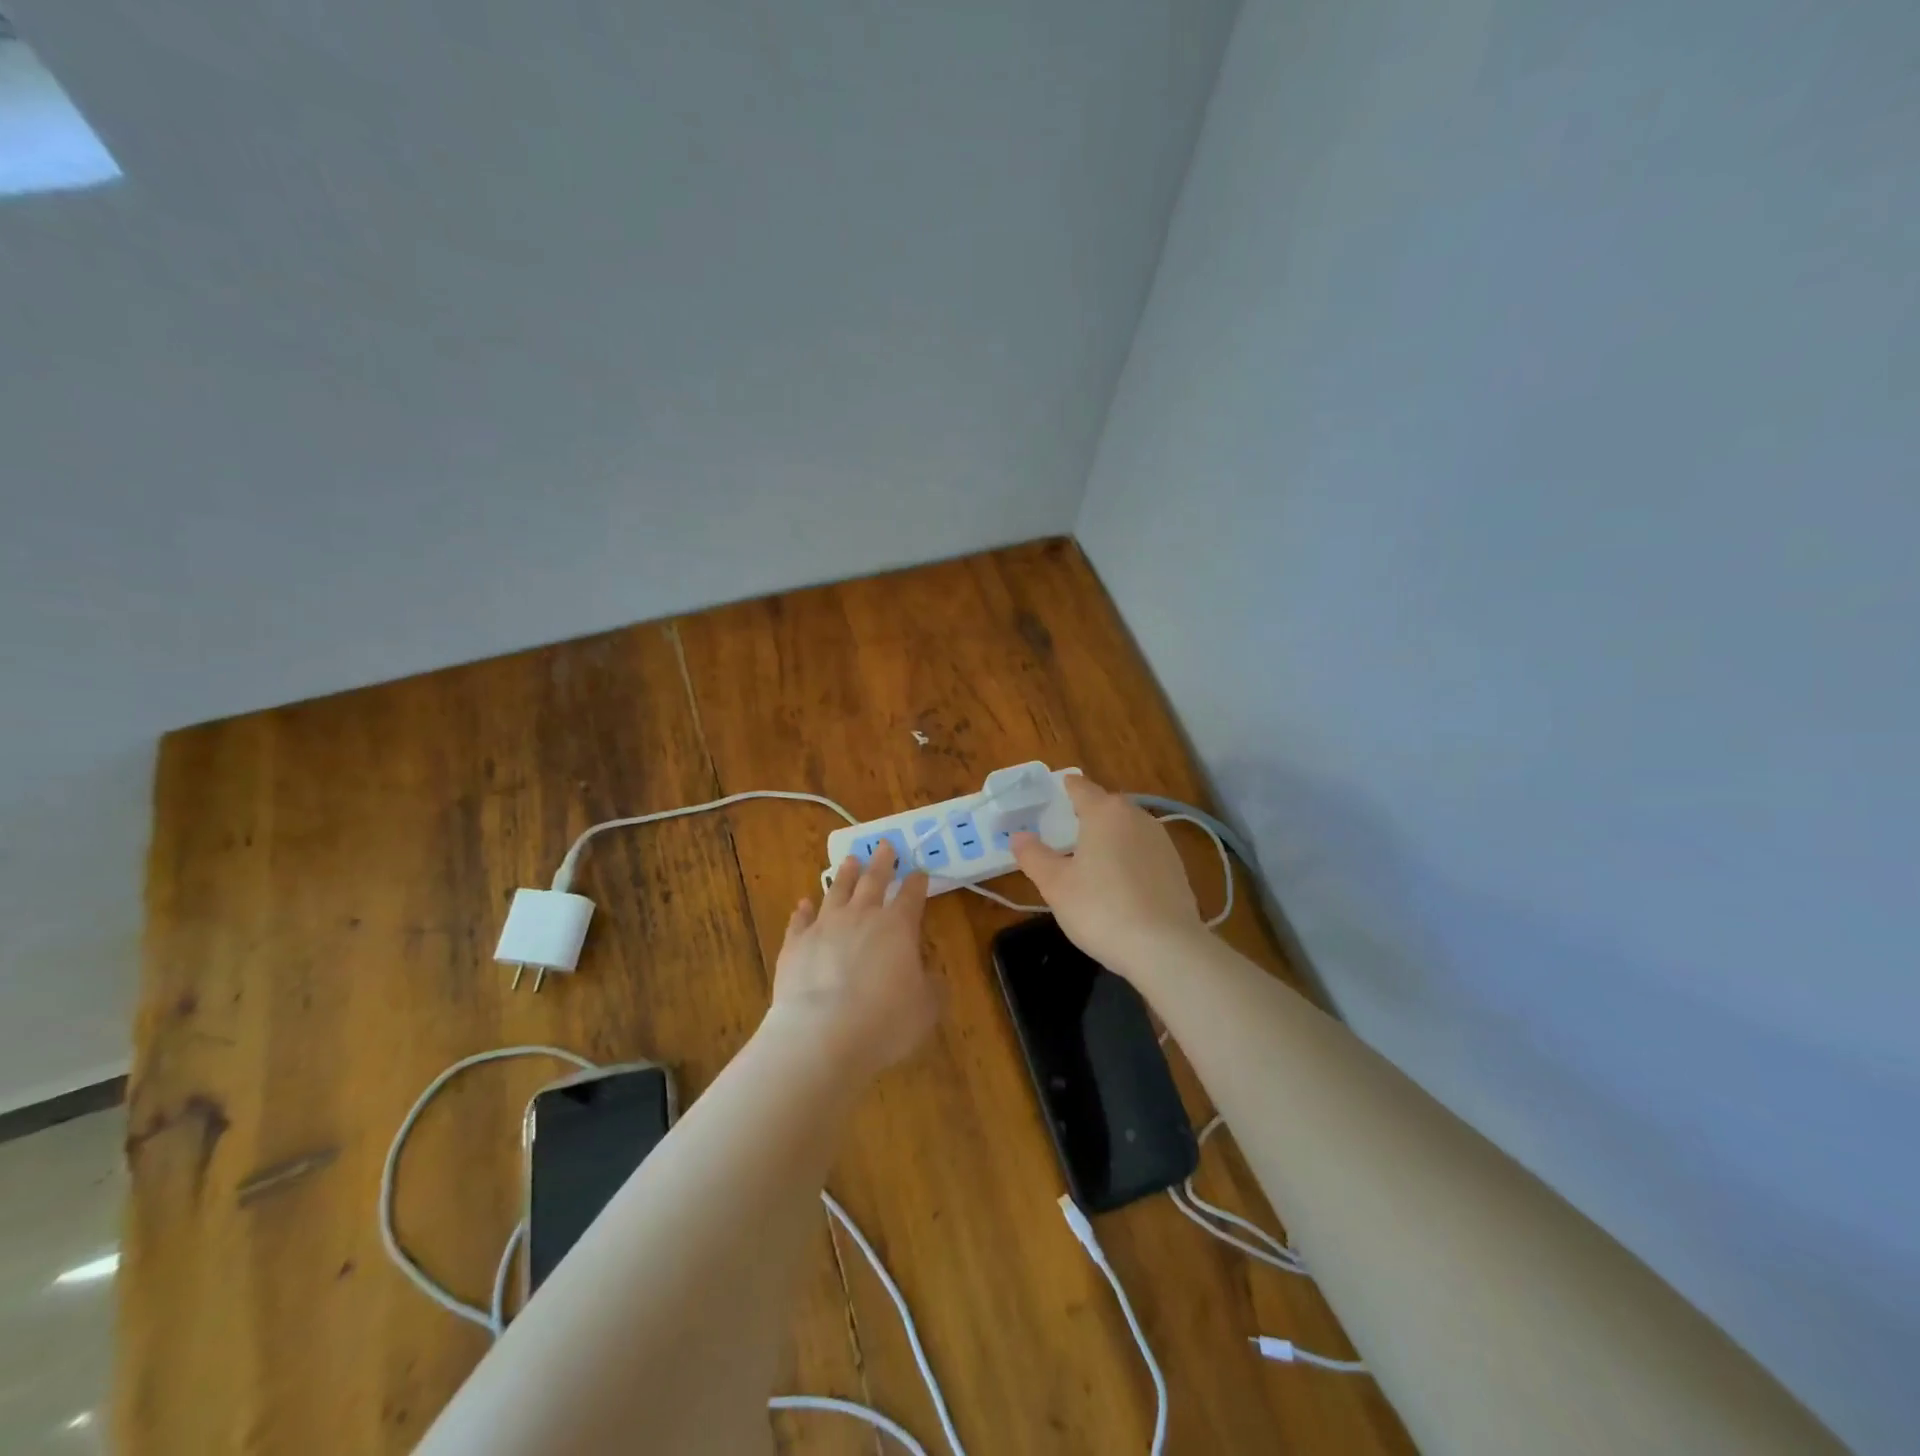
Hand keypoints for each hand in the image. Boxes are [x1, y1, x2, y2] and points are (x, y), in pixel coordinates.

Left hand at [766, 841, 940, 1075]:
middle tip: (885, 844)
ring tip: (850, 859)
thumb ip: (931, 986)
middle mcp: (862, 916)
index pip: (912, 895)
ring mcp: (825, 926)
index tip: (920, 871)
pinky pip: (800, 919)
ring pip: (837, 890)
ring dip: (845, 874)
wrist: (821, 1036)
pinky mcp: (796, 943)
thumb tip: (930, 975)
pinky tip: (804, 903)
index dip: (918, 882)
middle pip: (874, 880)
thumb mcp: (926, 1008)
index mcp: (898, 926)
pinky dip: (803, 910)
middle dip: (883, 861)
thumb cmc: (885, 1022)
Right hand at [1011, 775, 1206, 980]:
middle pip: (1106, 806)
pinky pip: (1143, 851)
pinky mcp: (1177, 866)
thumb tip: (1018, 835)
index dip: (1065, 788)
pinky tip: (1119, 883)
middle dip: (1086, 813)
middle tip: (1065, 831)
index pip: (1080, 787)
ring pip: (1127, 828)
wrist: (1166, 948)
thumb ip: (1034, 856)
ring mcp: (1162, 841)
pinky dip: (1129, 858)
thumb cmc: (1101, 909)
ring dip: (1109, 836)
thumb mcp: (1055, 885)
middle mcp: (1136, 816)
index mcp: (1104, 812)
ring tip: (1091, 858)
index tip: (1052, 793)